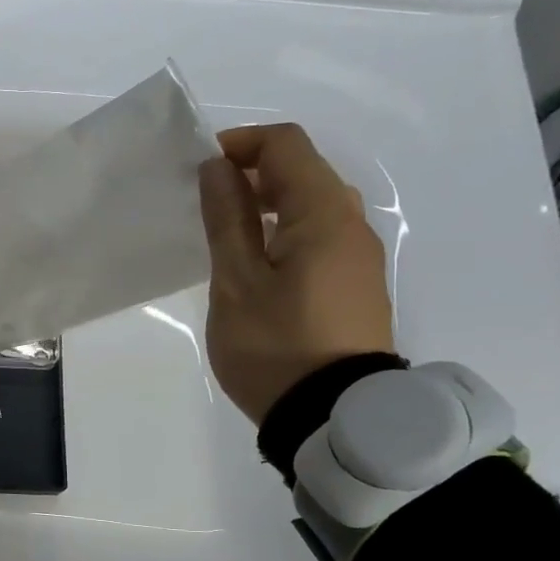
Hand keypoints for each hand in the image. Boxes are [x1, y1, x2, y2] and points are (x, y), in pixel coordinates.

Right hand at [197, 123, 393, 423]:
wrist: (332, 417)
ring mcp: (359, 256)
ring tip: (227, 233)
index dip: (240, 143)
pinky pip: (320, 235)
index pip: (285, 145)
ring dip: (269, 202)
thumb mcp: (237, 282)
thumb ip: (227, 219)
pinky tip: (259, 264)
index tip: (200, 169)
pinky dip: (285, 230)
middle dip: (252, 171)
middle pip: (303, 171)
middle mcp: (351, 224)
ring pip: (313, 204)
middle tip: (208, 201)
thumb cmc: (275, 347)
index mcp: (323, 214)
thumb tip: (218, 168)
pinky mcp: (356, 284)